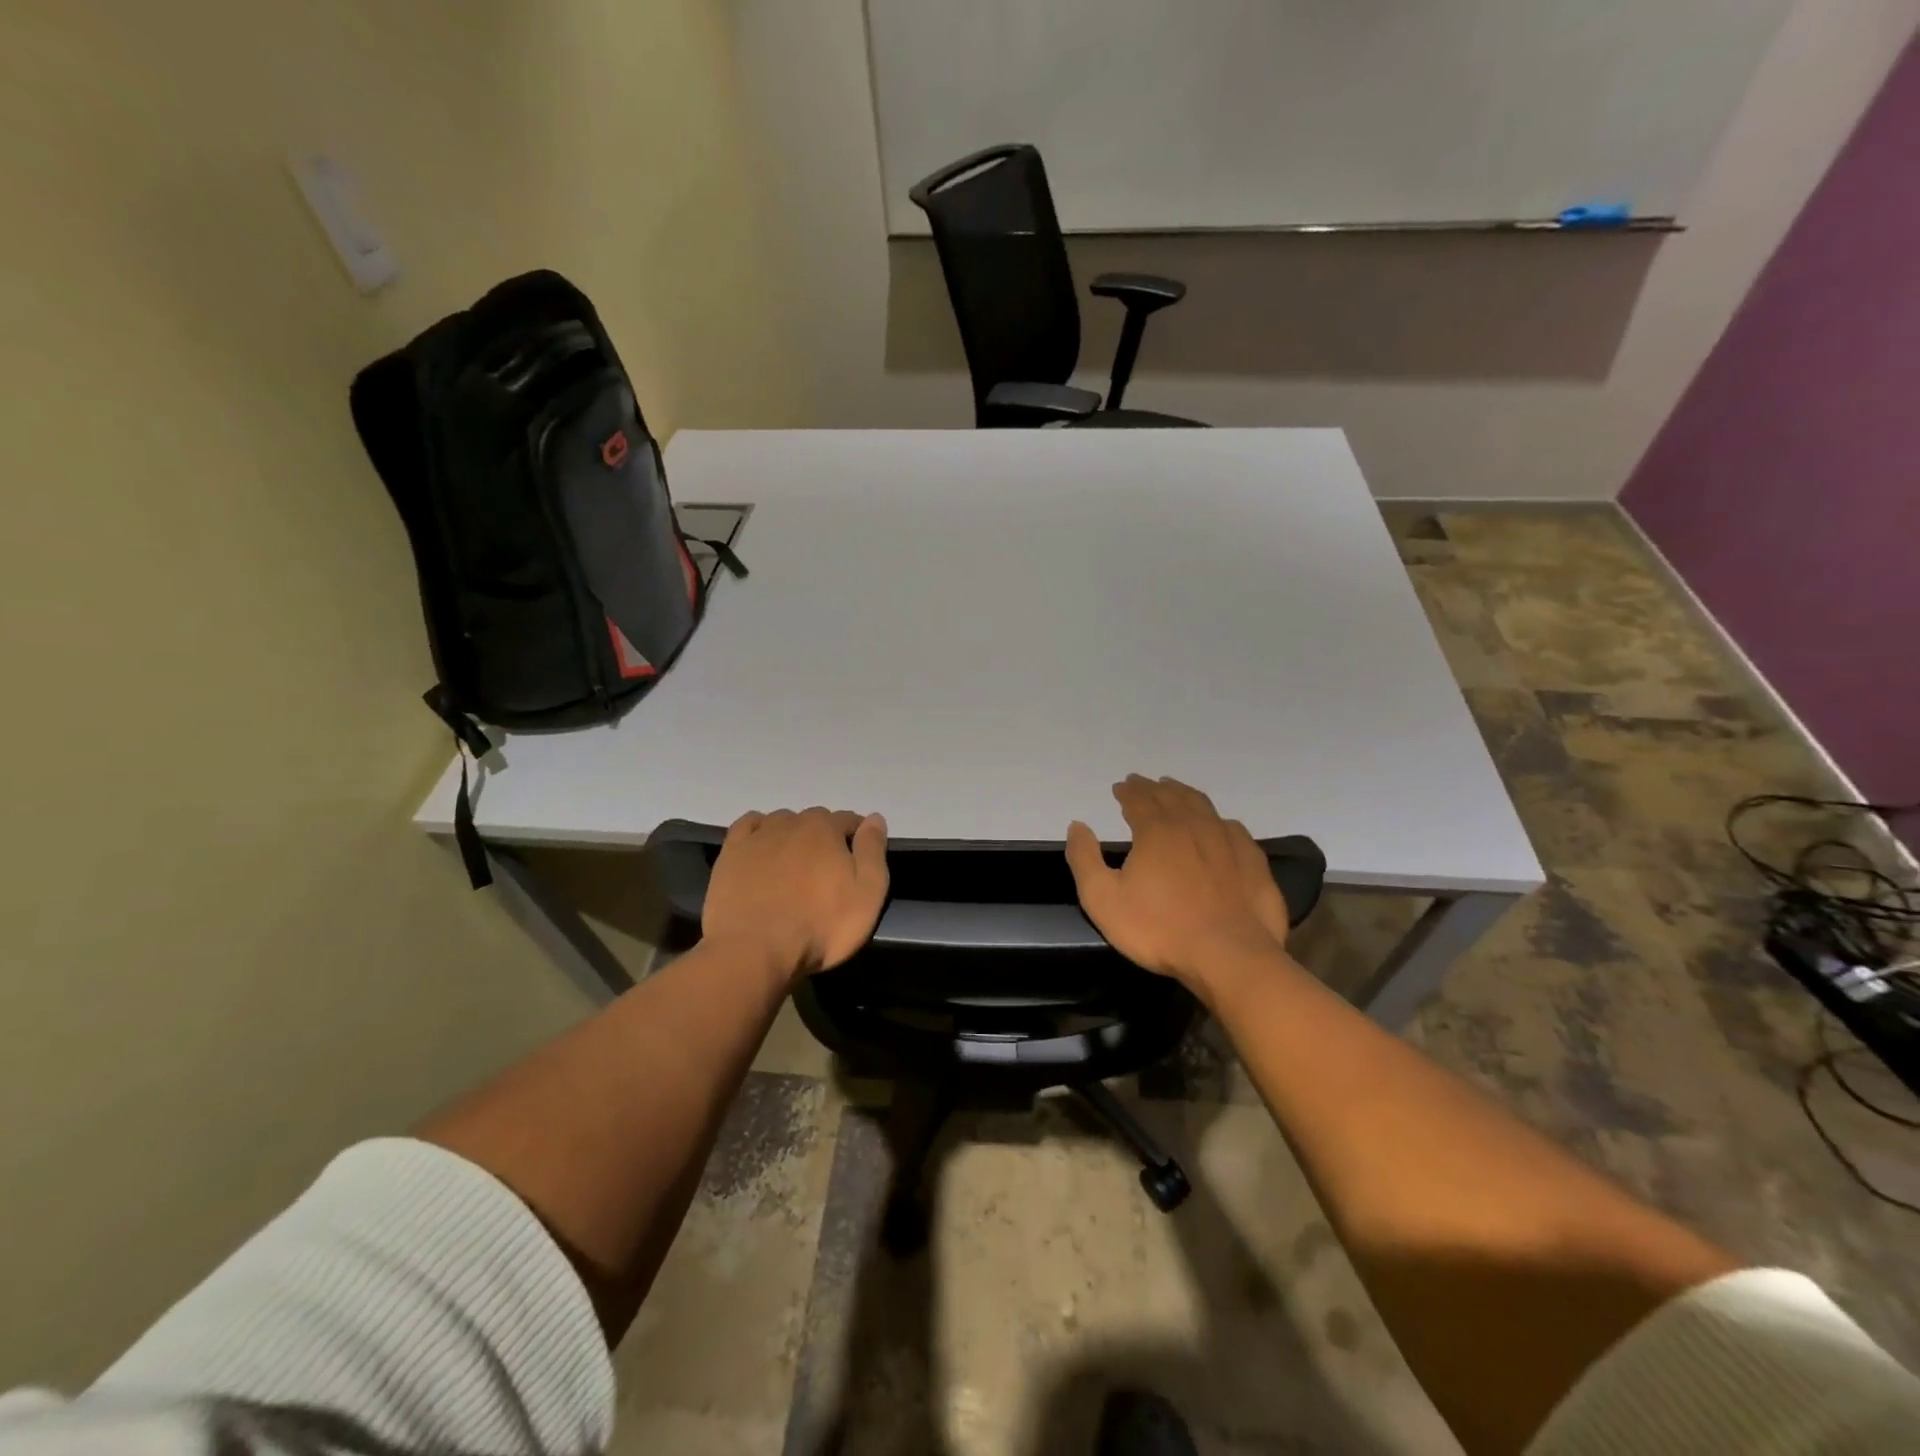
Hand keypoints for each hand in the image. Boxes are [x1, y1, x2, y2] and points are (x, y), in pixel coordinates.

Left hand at [702, 807, 888, 978]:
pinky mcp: (731, 853)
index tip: (858, 860)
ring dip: (792, 834)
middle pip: (815, 819)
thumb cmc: (820, 926)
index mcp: (826, 829)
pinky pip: (748, 826)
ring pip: (782, 821)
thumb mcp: (867, 894)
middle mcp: (792, 823)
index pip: (849, 820)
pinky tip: (762, 846)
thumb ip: (873, 851)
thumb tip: (875, 818)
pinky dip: (758, 830)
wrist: (755, 950)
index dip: (857, 837)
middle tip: (826, 870)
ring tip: (794, 864)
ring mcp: (758, 836)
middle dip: (824, 836)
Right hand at [1065, 775, 1291, 988]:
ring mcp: (1227, 842)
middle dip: (1154, 787)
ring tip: (1175, 790)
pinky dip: (1218, 820)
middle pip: (1171, 796)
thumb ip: (1085, 859)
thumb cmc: (1159, 929)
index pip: (1139, 800)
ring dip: (1185, 794)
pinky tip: (1218, 825)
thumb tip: (1077, 825)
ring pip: (1203, 806)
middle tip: (1144, 782)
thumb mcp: (1103, 900)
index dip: (1128, 791)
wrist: (1229, 956)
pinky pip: (1233, 829)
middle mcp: (1192, 826)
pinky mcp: (1253, 862)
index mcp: (1156, 831)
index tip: (1120, 787)